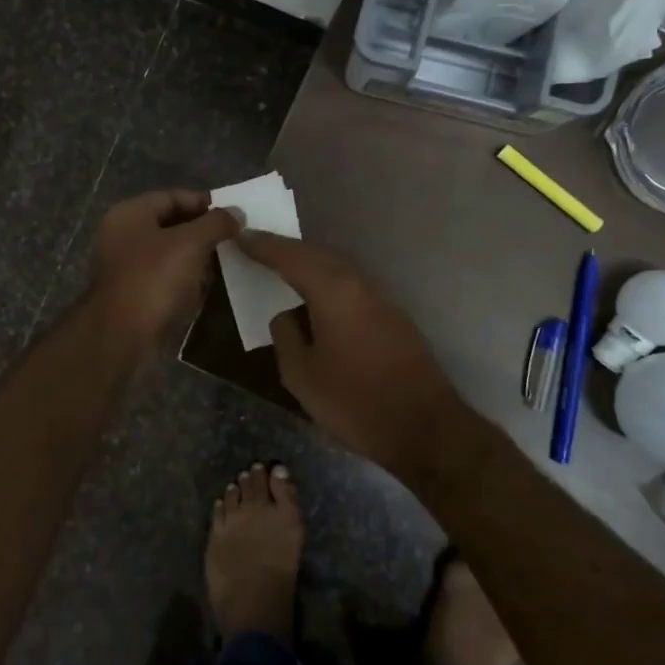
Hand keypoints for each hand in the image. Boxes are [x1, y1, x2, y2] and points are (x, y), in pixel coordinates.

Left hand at [90, 189, 240, 349]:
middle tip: (230, 240)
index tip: (231, 217)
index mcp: (129, 214)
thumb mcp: (191, 244)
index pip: (172, 196)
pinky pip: (162, 276)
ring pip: (167, 252)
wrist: (121, 335)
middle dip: (201, 232)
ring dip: (194, 257)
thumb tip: (236, 212)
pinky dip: (183, 278)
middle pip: (169, 224)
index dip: (203, 203)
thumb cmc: (155, 279)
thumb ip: (216, 223)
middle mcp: (122, 235)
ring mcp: (124, 265)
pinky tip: (203, 288)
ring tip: (222, 264)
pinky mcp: (131, 292)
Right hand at [238, 230, 473, 476]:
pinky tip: (316, 298)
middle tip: (258, 247)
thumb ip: (286, 336)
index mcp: (332, 291)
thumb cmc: (354, 401)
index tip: (240, 236)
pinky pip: (350, 286)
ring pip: (337, 268)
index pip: (290, 257)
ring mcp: (380, 299)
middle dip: (286, 249)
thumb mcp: (301, 375)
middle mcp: (358, 284)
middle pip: (317, 254)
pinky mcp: (392, 317)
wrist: (424, 427)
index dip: (263, 246)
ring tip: (282, 269)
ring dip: (308, 264)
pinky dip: (327, 282)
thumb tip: (286, 315)